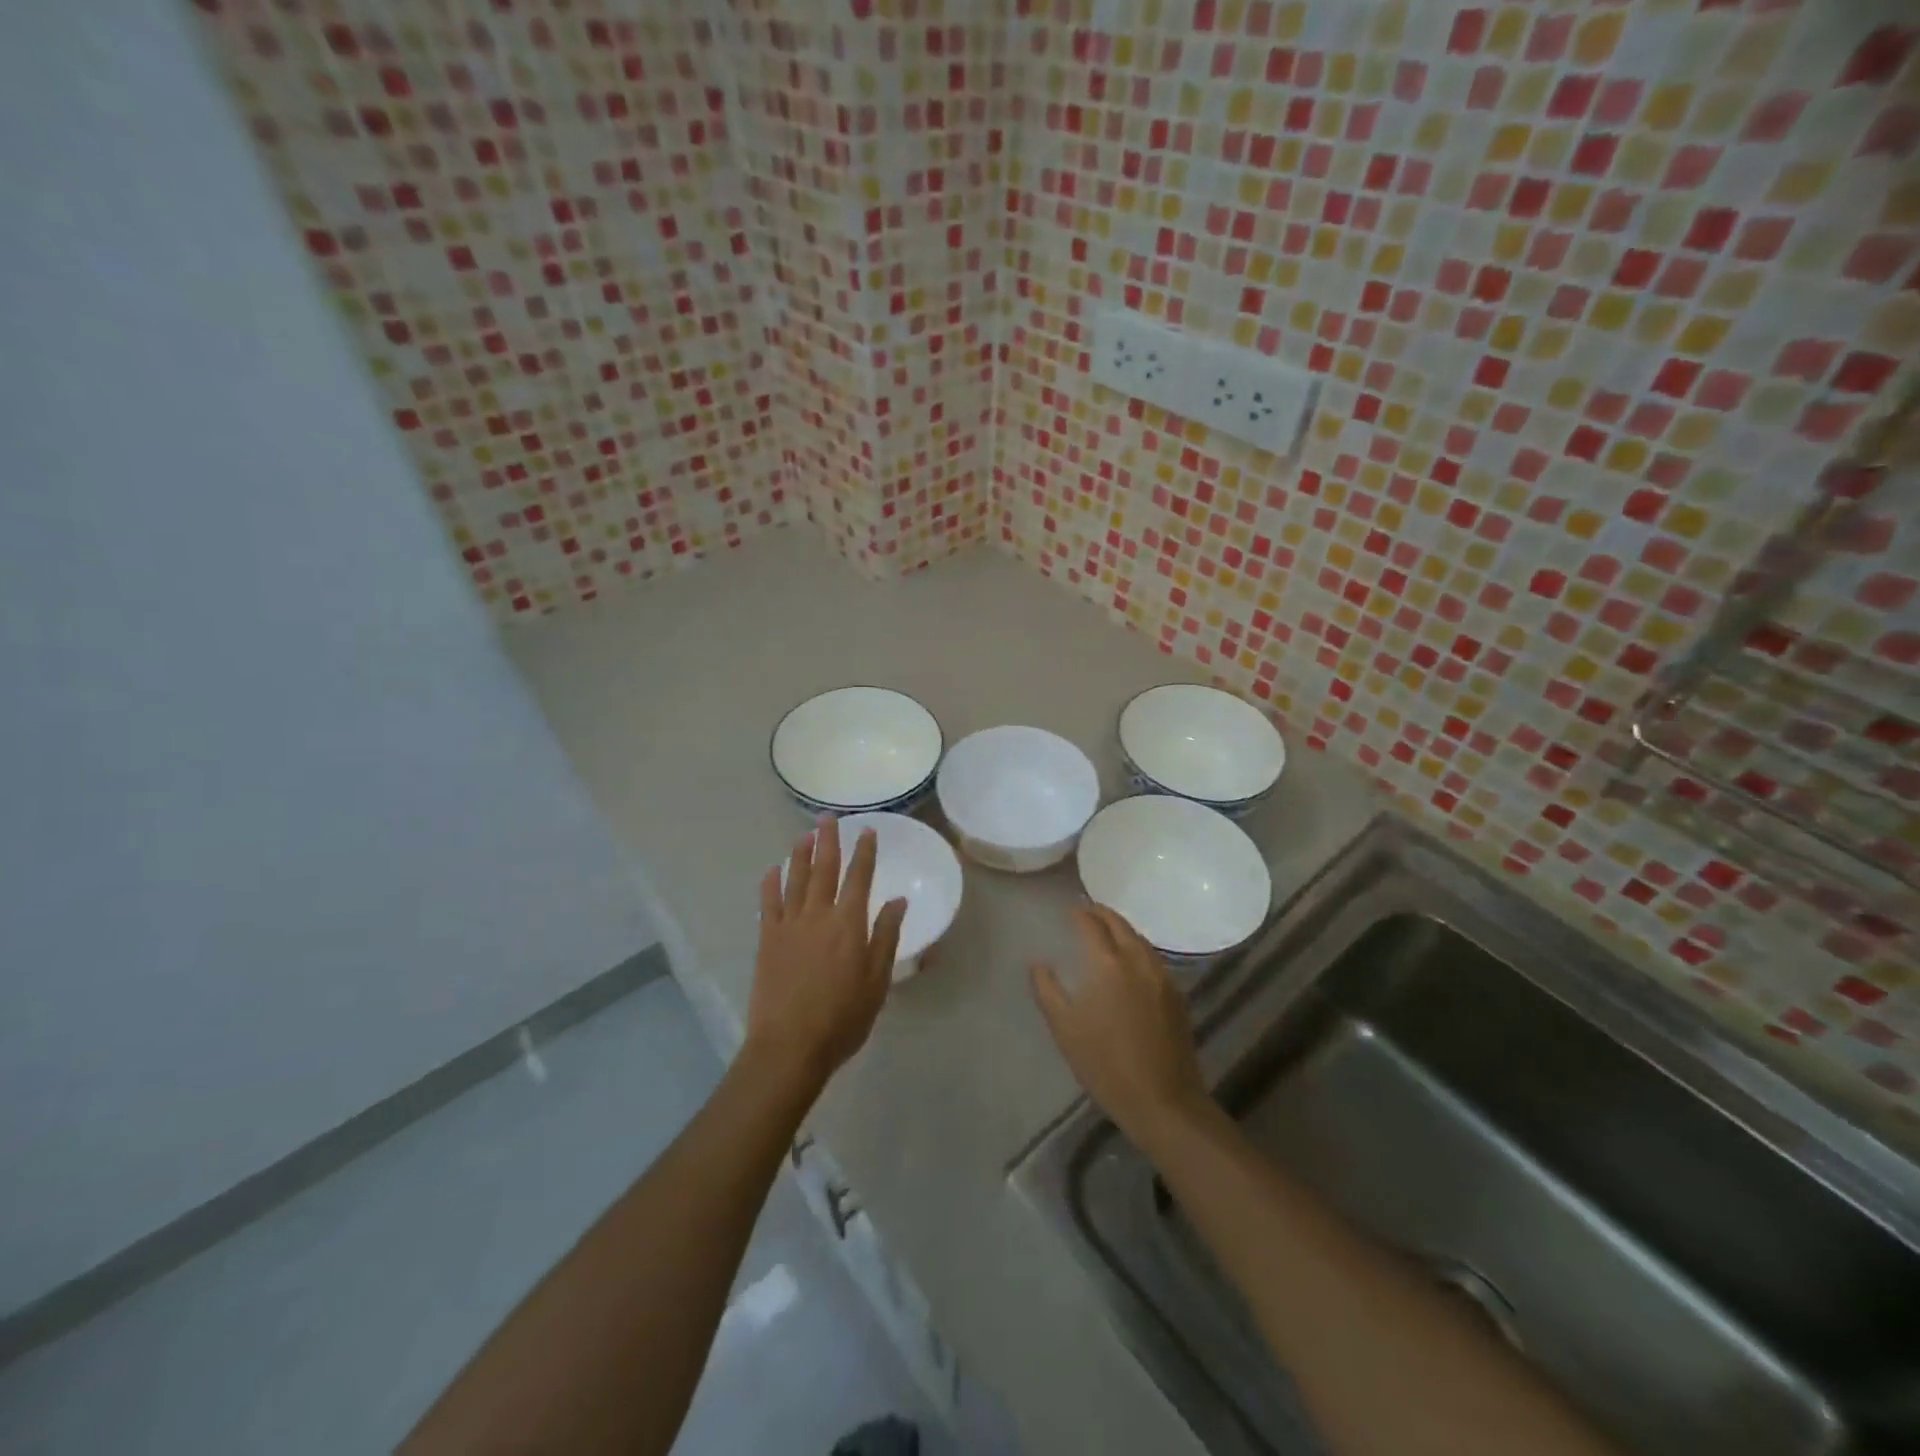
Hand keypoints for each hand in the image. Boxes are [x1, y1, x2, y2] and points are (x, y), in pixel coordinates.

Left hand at [745, 816, 907, 1092]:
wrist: (790, 1046)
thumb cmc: (842, 1018)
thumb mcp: (877, 981)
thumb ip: (885, 937)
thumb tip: (898, 900)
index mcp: (849, 924)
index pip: (859, 878)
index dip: (864, 853)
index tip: (867, 831)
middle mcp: (818, 915)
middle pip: (824, 869)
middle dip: (828, 841)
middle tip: (828, 818)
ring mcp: (789, 925)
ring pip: (795, 880)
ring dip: (800, 854)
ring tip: (804, 834)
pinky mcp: (767, 940)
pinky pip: (768, 903)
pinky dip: (770, 883)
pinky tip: (772, 870)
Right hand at [1031, 905, 1214, 1150]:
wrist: (1163, 1101)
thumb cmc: (1105, 1065)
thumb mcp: (1064, 1028)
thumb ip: (1047, 990)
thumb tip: (1037, 962)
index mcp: (1108, 964)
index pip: (1091, 924)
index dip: (1078, 913)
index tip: (1067, 910)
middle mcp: (1137, 960)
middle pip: (1120, 924)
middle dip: (1101, 914)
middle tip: (1086, 912)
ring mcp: (1162, 976)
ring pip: (1140, 939)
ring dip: (1121, 929)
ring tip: (1106, 932)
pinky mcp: (1177, 994)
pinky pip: (1153, 958)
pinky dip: (1137, 948)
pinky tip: (1130, 962)